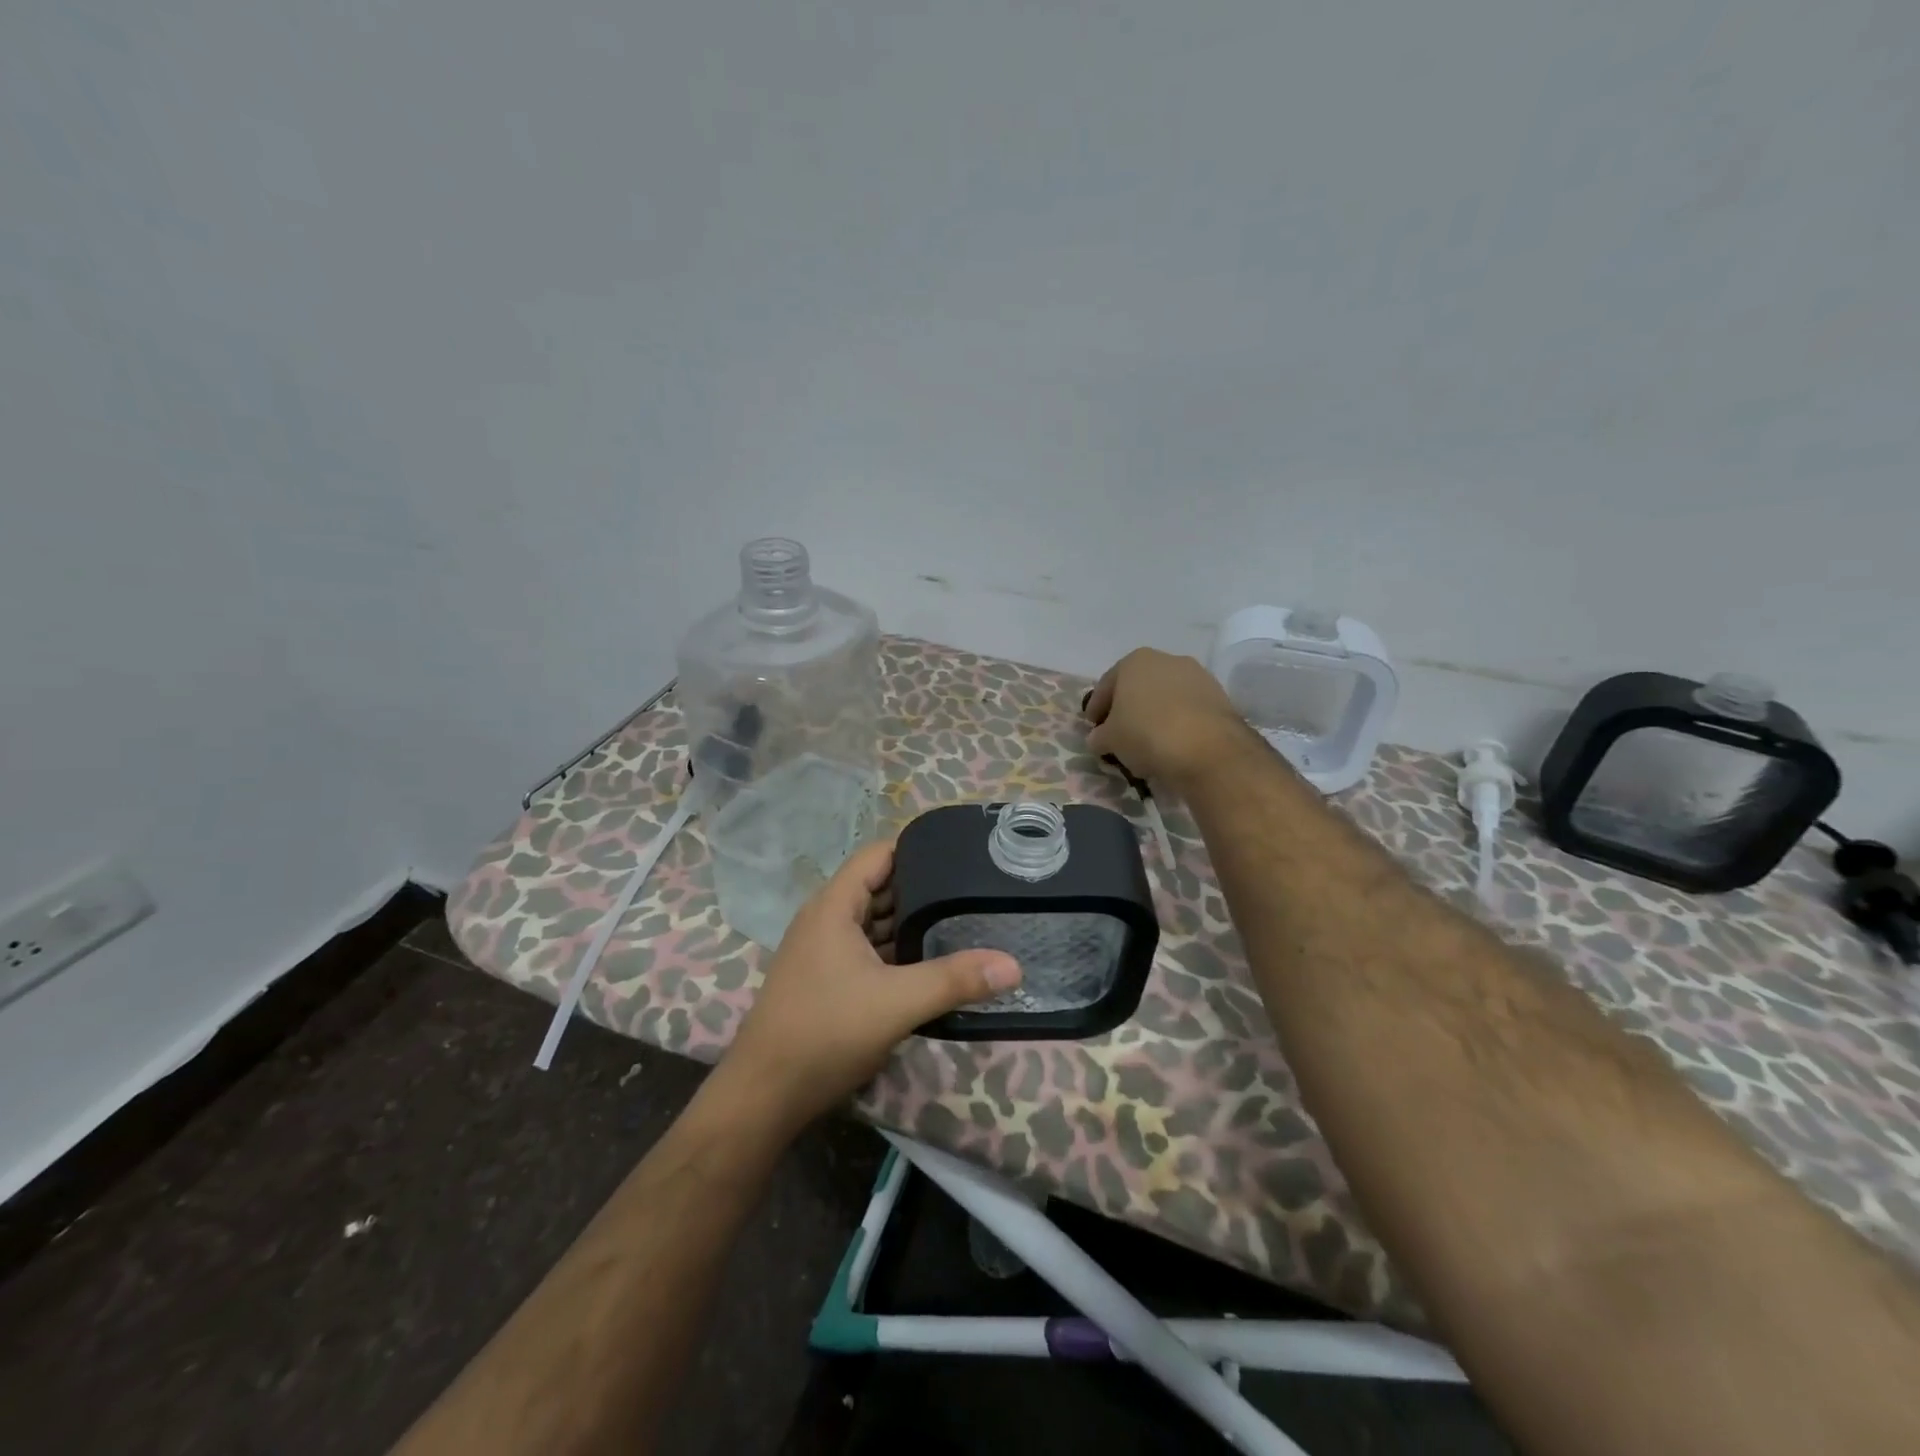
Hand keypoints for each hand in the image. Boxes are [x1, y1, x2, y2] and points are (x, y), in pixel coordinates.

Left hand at [716, 839, 1020, 1131]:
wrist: (765, 1095)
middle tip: (974, 892)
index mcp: (834, 906)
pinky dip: (897, 952)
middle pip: (880, 887)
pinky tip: (931, 964)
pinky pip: (869, 951)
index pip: (879, 855)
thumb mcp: (897, 1003)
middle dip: (923, 890)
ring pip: (875, 923)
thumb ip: (954, 979)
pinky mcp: (826, 979)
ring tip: (963, 923)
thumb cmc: (826, 1033)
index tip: (962, 856)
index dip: (918, 850)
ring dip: (911, 924)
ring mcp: (823, 951)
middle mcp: (826, 919)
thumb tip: (1014, 964)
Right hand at [1084, 648, 1253, 791]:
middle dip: (1127, 708)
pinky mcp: (1219, 697)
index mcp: (1134, 661)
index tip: (1092, 727)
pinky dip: (1177, 722)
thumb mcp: (1110, 740)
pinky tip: (1171, 743)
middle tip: (1118, 733)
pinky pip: (1187, 709)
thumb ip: (1099, 736)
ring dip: (1153, 715)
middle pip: (1137, 687)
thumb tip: (1099, 738)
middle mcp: (1167, 660)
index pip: (1106, 685)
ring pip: (1165, 696)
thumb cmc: (1147, 734)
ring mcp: (1197, 676)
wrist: (1208, 750)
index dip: (1096, 708)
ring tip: (1147, 742)